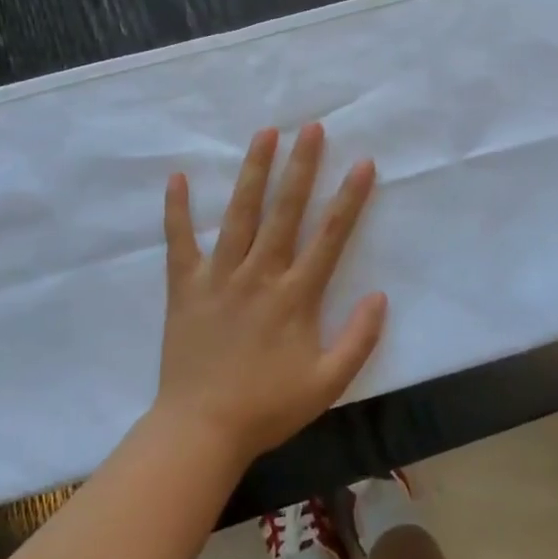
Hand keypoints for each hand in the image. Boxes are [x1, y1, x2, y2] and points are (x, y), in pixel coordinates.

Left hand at [157, 124, 387, 463]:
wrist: (201, 430)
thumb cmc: (267, 407)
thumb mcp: (327, 384)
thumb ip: (359, 340)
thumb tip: (380, 296)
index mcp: (295, 296)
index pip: (330, 237)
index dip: (349, 198)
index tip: (362, 163)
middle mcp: (259, 274)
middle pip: (285, 211)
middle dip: (301, 167)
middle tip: (311, 128)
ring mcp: (219, 276)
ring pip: (239, 214)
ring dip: (253, 172)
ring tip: (264, 134)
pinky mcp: (185, 285)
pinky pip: (179, 240)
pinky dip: (177, 209)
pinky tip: (177, 176)